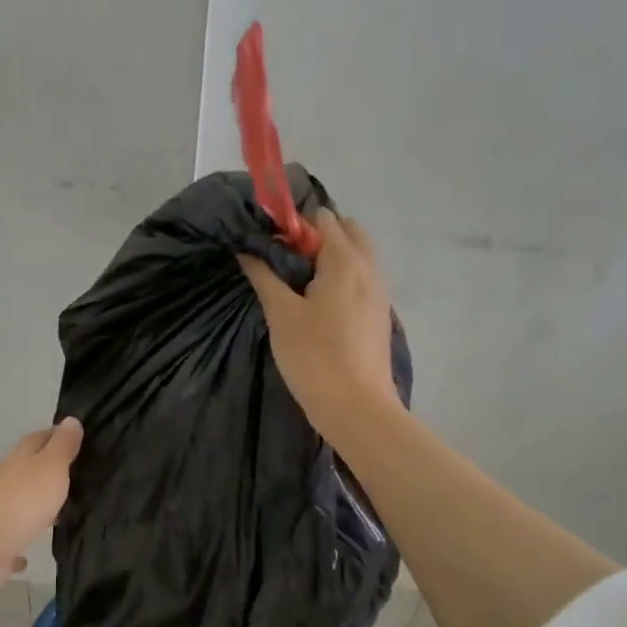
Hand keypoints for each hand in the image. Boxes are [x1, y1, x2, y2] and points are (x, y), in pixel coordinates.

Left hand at [0, 418, 83, 593]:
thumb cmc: (21, 501)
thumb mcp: (51, 466)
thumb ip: (62, 446)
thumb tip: (71, 419)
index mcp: (19, 461)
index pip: (38, 439)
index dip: (56, 435)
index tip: (78, 437)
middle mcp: (5, 483)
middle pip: (28, 471)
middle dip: (49, 472)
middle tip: (79, 476)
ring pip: (20, 505)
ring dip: (37, 507)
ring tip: (64, 512)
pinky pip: (11, 542)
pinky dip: (19, 544)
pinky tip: (28, 556)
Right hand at [239, 208, 399, 442]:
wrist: (357, 408)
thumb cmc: (315, 357)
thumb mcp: (281, 314)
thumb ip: (264, 276)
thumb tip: (246, 250)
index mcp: (345, 260)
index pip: (323, 218)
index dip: (294, 224)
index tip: (271, 245)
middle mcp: (369, 268)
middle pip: (348, 232)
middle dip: (317, 236)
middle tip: (287, 263)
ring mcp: (380, 293)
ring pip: (359, 256)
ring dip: (331, 257)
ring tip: (299, 285)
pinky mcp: (380, 315)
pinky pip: (363, 280)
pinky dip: (343, 278)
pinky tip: (320, 305)